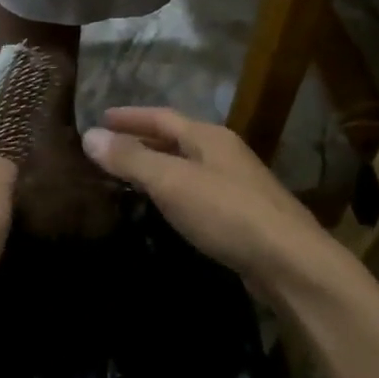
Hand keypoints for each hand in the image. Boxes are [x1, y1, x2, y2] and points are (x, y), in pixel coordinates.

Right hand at [82, 108, 334, 297]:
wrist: (290, 261)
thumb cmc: (227, 213)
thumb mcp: (172, 182)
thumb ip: (131, 159)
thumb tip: (89, 135)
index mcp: (209, 137)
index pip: (161, 116)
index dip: (130, 116)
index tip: (100, 117)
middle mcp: (224, 153)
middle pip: (177, 138)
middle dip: (142, 139)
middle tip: (109, 147)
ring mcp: (237, 184)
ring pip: (188, 165)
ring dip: (158, 165)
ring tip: (129, 176)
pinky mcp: (243, 215)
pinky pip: (197, 191)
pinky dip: (174, 191)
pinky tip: (165, 207)